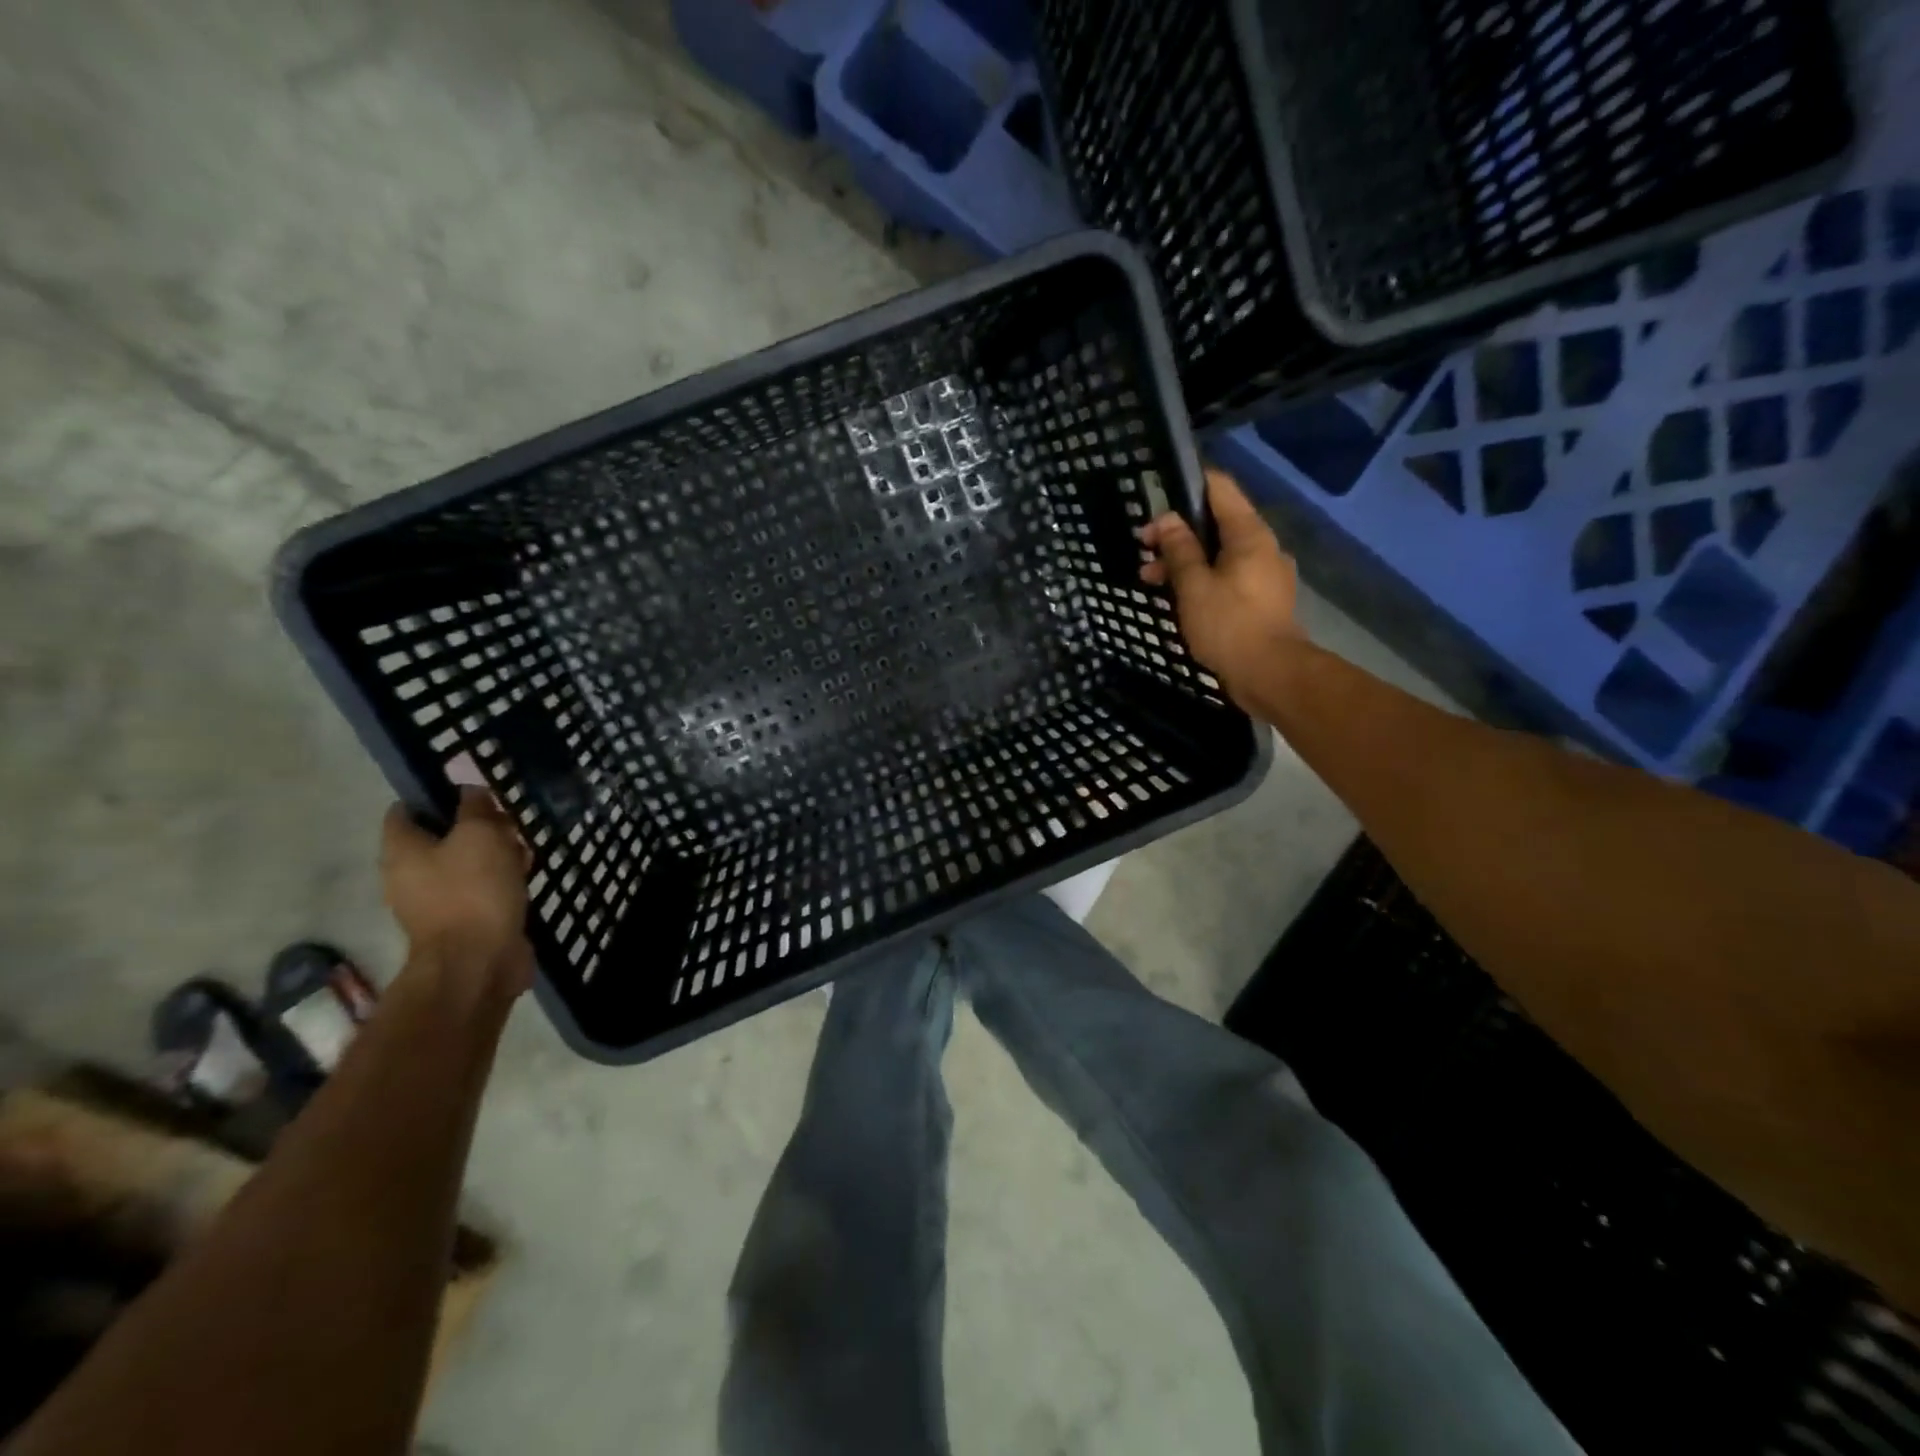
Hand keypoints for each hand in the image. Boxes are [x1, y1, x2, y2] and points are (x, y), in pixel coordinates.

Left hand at [382, 788, 533, 993]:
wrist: (478, 961)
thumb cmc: (473, 891)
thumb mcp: (480, 835)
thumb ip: (475, 808)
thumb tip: (471, 791)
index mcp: (402, 850)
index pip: (406, 809)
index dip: (437, 795)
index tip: (474, 793)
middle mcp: (408, 874)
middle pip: (440, 837)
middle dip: (476, 826)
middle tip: (508, 823)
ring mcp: (432, 901)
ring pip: (464, 863)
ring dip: (493, 854)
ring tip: (524, 851)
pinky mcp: (460, 921)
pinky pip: (478, 889)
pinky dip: (498, 880)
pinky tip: (524, 878)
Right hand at [1140, 468, 1302, 705]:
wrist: (1269, 674)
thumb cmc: (1228, 625)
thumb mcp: (1193, 586)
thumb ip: (1179, 550)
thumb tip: (1167, 520)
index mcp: (1249, 534)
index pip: (1220, 488)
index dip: (1188, 485)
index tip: (1156, 496)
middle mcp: (1262, 547)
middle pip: (1216, 524)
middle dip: (1176, 533)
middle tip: (1143, 550)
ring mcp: (1265, 574)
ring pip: (1219, 554)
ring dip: (1184, 561)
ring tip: (1150, 581)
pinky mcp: (1261, 600)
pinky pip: (1227, 577)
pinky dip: (1201, 580)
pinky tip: (1177, 598)